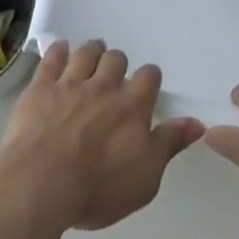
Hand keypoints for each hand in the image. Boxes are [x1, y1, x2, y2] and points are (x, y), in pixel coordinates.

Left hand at [0, 40, 203, 232]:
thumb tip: (197, 123)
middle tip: (113, 76)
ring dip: (91, 51)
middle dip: (117, 64)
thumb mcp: (146, 177)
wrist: (42, 183)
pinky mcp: (41, 88)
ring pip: (86, 53)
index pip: (149, 77)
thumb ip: (169, 145)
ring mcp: (70, 84)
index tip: (146, 87)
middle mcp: (104, 87)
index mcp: (133, 106)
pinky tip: (61, 50)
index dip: (148, 79)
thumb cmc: (98, 188)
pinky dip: (58, 51)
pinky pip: (52, 59)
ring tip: (91, 56)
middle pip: (116, 59)